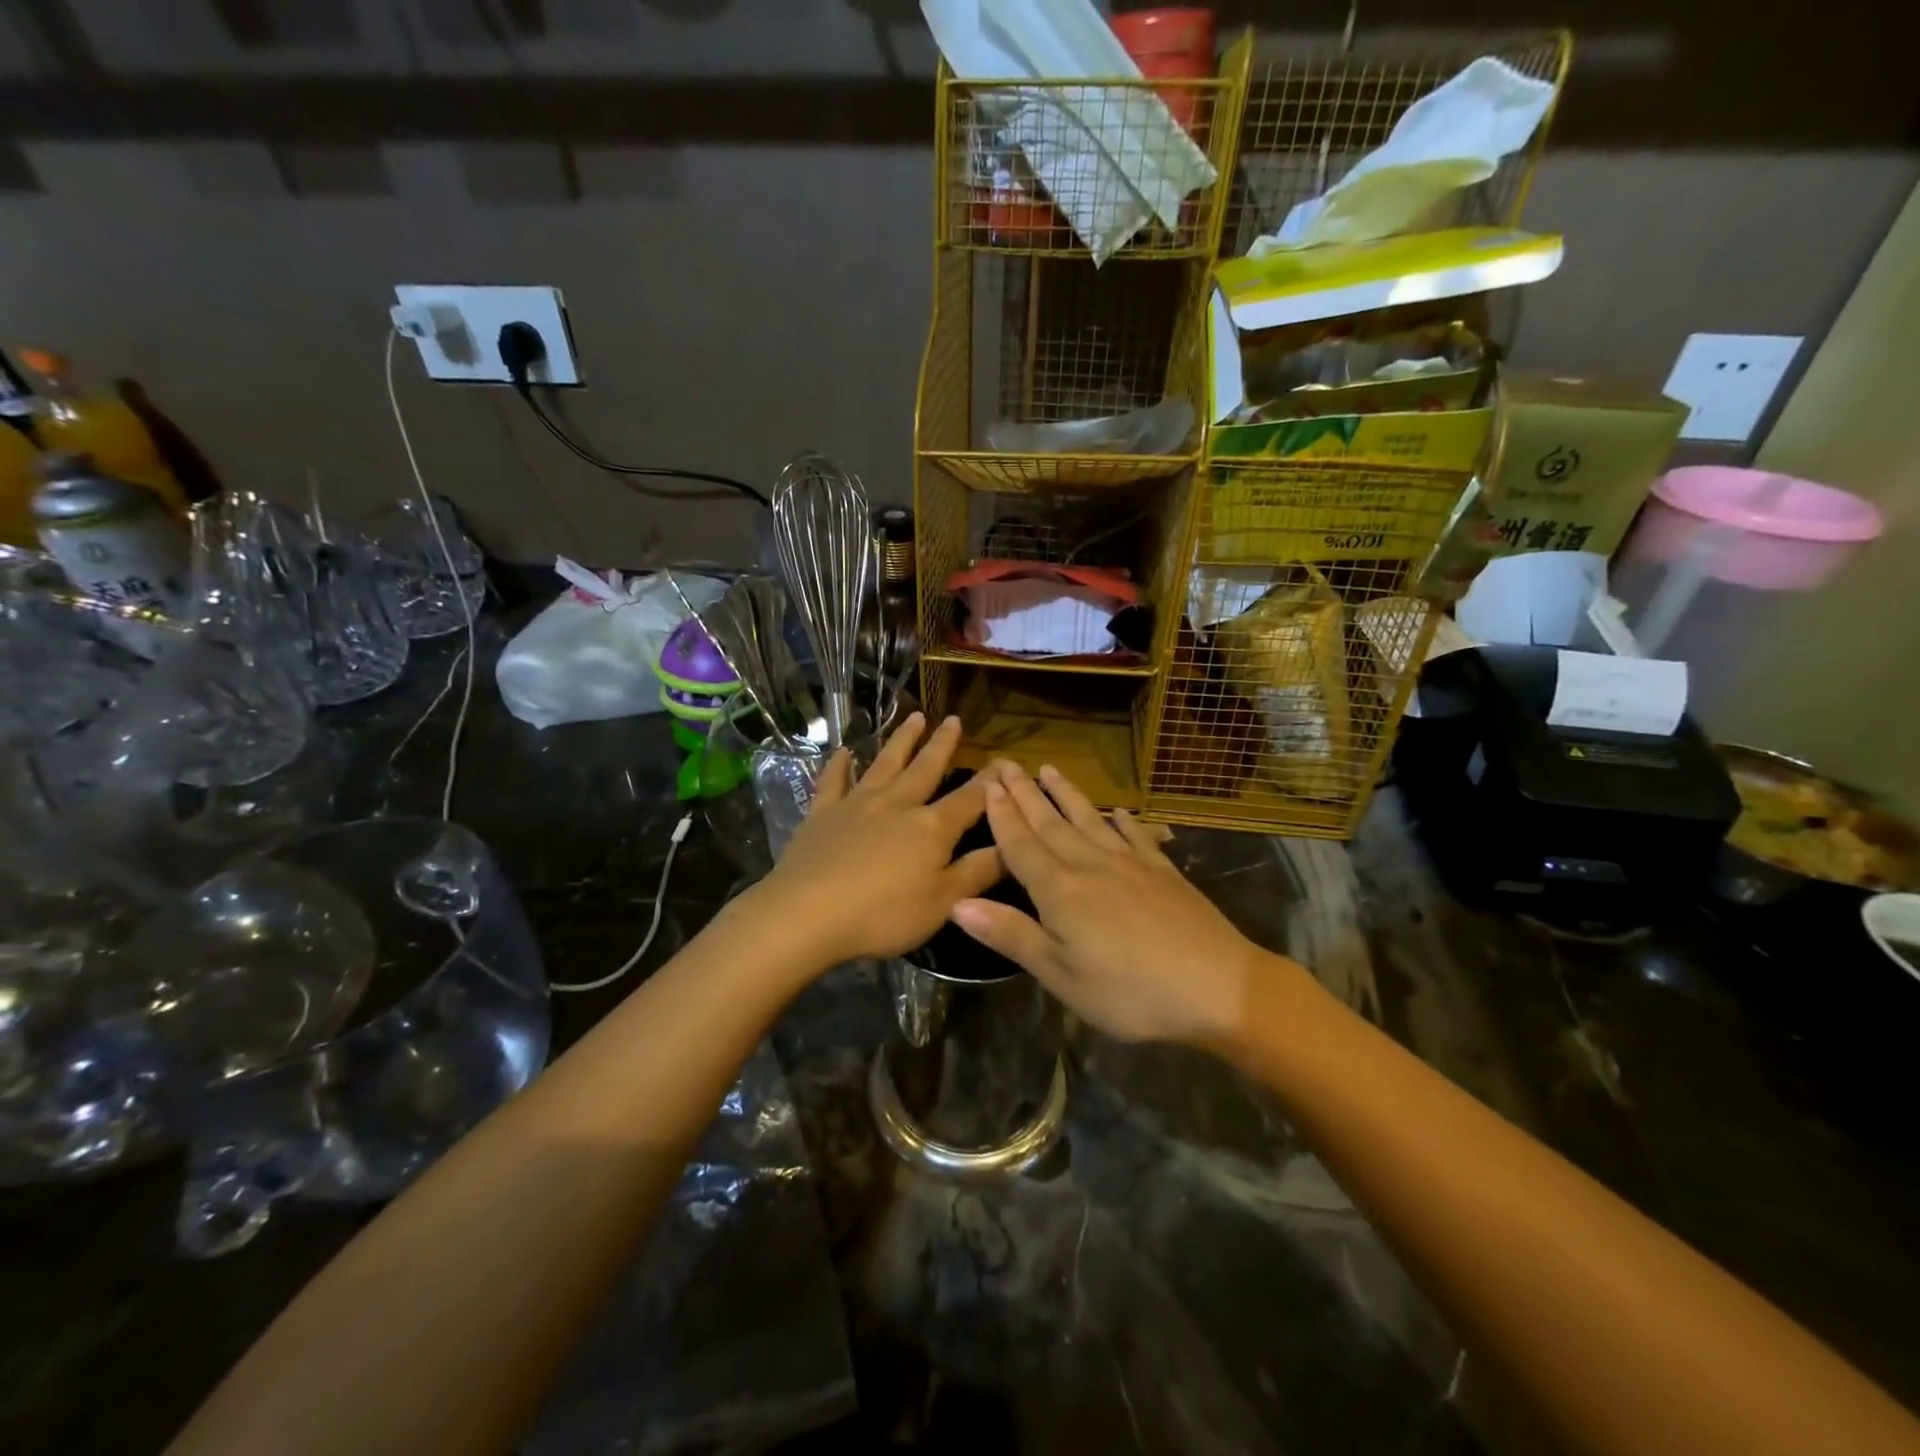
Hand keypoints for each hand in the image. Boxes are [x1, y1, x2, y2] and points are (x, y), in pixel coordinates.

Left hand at [748, 714, 1001, 968]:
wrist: (807, 914)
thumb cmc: (883, 915)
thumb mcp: (943, 902)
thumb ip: (978, 872)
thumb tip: (1012, 845)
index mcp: (931, 828)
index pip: (969, 800)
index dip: (989, 783)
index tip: (1003, 762)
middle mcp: (897, 805)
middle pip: (925, 769)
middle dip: (942, 745)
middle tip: (953, 719)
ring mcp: (856, 805)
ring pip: (884, 764)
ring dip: (901, 741)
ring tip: (914, 717)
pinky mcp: (821, 815)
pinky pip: (833, 782)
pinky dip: (839, 765)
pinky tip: (844, 752)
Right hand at [950, 761, 1265, 1045]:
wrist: (1217, 986)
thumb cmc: (1129, 991)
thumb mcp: (1060, 974)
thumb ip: (1010, 934)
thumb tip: (957, 901)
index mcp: (1059, 890)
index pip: (1021, 845)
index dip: (1002, 815)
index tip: (987, 784)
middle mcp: (1090, 865)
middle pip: (1050, 824)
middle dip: (1025, 793)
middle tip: (1006, 763)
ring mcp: (1130, 863)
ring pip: (1089, 820)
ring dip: (1066, 794)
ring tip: (1049, 769)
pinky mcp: (1163, 871)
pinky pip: (1134, 834)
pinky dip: (1121, 819)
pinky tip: (1116, 810)